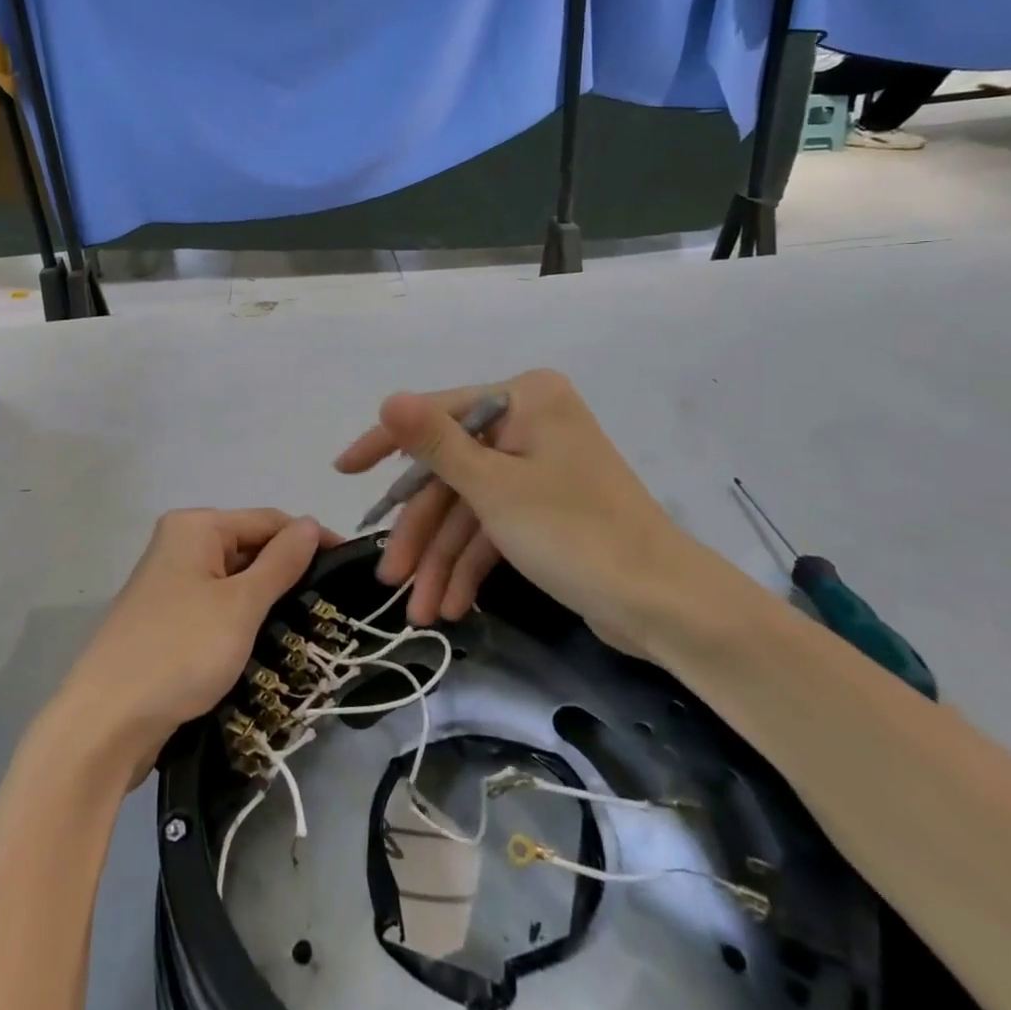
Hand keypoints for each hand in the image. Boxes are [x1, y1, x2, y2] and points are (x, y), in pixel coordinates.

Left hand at [51, 508, 337, 786]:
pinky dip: (243, 618)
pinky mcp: (167, 619)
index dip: (310, 539)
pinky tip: (268, 641)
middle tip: (332, 603)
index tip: (350, 565)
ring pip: (235, 579)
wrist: (104, 724)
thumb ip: (281, 562)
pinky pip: (217, 605)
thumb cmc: (180, 652)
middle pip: (250, 546)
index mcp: (196, 526)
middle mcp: (181, 544)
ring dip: (268, 599)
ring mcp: (171, 583)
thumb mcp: (241, 605)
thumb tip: (311, 523)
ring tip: (310, 624)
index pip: (268, 520)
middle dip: (288, 571)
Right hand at [335, 370, 727, 655]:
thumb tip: (387, 398)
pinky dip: (470, 566)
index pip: (438, 413)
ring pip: (469, 507)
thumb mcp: (494, 489)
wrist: (667, 607)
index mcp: (525, 399)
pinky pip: (493, 528)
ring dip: (441, 559)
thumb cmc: (577, 534)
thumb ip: (435, 443)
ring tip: (417, 612)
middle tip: (387, 576)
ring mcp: (537, 468)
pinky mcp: (545, 509)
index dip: (386, 445)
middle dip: (421, 531)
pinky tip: (448, 606)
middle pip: (452, 471)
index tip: (343, 471)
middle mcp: (530, 423)